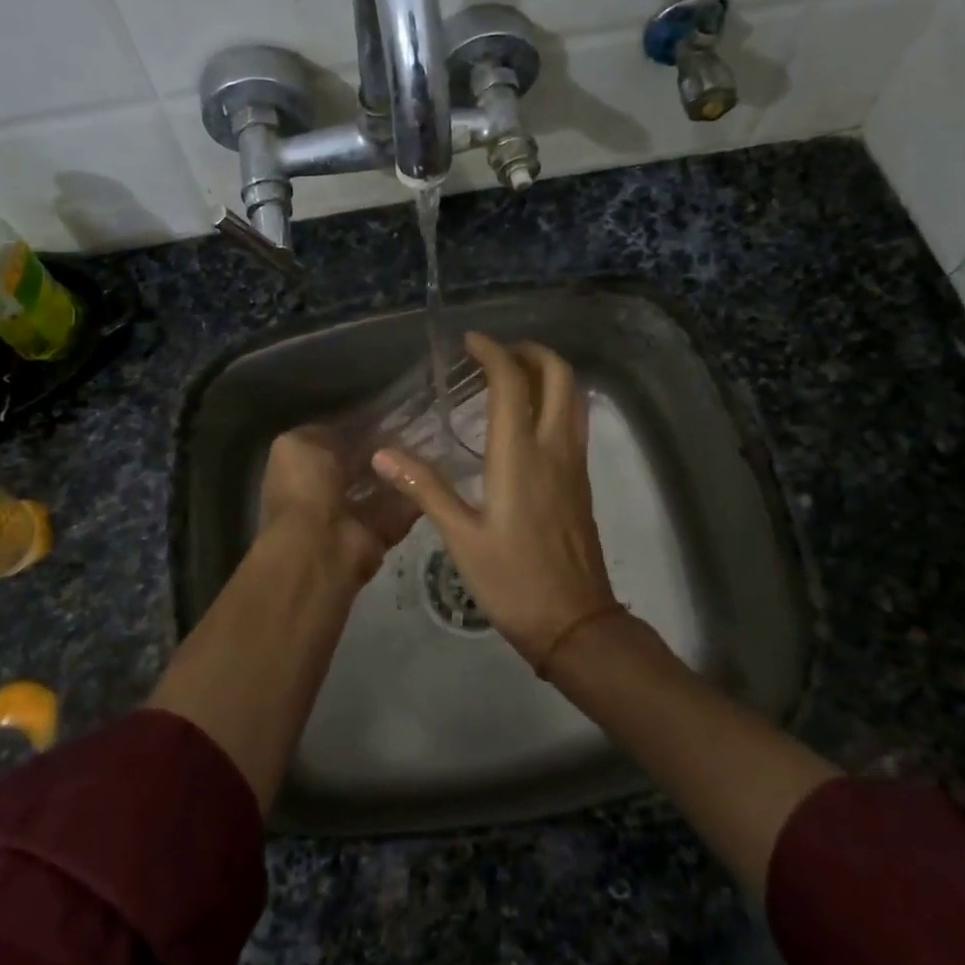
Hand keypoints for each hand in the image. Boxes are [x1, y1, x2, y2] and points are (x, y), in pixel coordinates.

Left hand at [259, 427, 418, 587]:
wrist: (320, 546)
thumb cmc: (304, 487)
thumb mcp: (298, 444)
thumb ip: (324, 433)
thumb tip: (351, 429)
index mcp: (301, 469)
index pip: (333, 443)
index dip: (357, 428)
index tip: (386, 414)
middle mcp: (325, 492)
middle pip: (360, 465)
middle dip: (383, 449)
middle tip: (414, 429)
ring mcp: (352, 516)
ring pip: (383, 486)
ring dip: (402, 470)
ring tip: (429, 445)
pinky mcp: (379, 534)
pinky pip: (401, 510)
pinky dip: (416, 494)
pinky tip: (433, 472)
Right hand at [372, 333, 617, 668]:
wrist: (576, 624)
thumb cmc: (513, 581)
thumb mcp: (461, 538)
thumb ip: (425, 489)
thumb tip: (383, 452)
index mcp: (521, 455)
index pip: (513, 382)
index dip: (493, 352)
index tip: (470, 341)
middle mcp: (554, 448)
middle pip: (560, 375)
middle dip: (531, 352)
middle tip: (497, 354)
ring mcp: (574, 463)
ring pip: (574, 396)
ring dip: (549, 372)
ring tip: (514, 375)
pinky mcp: (581, 481)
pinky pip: (575, 421)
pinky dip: (556, 400)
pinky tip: (528, 419)